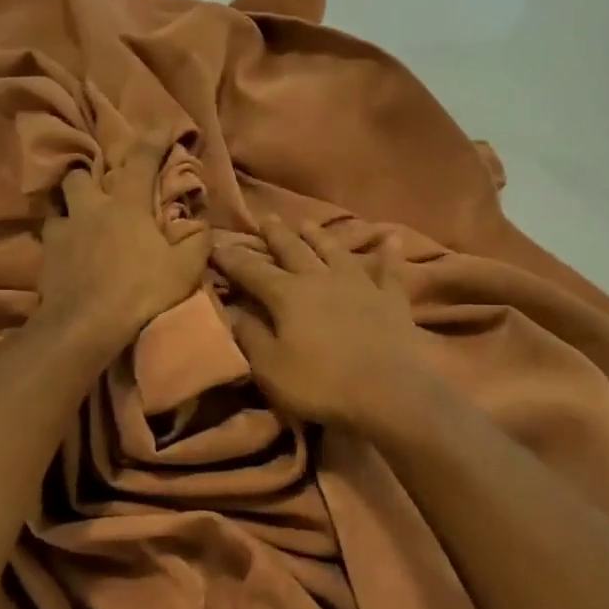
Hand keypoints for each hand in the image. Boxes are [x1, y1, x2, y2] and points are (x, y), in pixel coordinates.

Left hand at [40, 132, 210, 346]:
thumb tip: (204, 227)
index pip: (142, 160)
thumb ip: (198, 243)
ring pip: (60, 202)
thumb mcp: (184, 270)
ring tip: (81, 217)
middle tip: (104, 185)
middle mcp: (92, 208)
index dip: (153, 139)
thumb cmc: (141, 291)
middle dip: (92, 172)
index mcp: (127, 206)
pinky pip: (51, 235)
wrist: (86, 323)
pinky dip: (61, 237)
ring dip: (72, 205)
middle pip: (82, 174)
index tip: (161, 126)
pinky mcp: (47, 255)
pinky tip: (68, 250)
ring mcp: (64, 230)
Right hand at [215, 217, 424, 429]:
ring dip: (320, 236)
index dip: (232, 258)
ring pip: (335, 251)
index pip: (252, 271)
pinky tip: (392, 238)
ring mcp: (359, 284)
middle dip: (276, 235)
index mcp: (287, 295)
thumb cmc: (322, 383)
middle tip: (265, 218)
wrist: (389, 390)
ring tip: (307, 223)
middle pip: (293, 250)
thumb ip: (249, 335)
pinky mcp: (391, 298)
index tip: (215, 244)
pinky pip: (390, 269)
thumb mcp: (271, 367)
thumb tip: (229, 309)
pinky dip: (390, 253)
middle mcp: (321, 279)